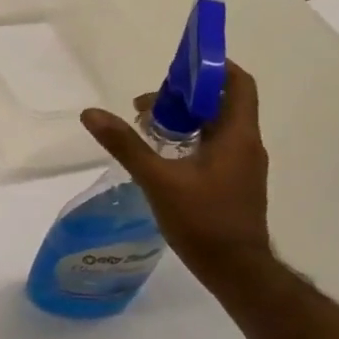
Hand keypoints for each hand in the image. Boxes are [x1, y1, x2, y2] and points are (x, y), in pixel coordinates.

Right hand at [81, 60, 271, 285]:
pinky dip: (191, 141)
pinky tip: (164, 157)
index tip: (177, 68)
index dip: (212, 67)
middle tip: (147, 106)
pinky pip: (216, 146)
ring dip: (186, 119)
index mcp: (237, 135)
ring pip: (217, 126)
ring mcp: (244, 165)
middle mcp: (246, 144)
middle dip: (185, 96)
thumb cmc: (202, 221)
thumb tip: (91, 113)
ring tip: (148, 128)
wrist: (237, 271)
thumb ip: (125, 144)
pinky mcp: (236, 183)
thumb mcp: (157, 180)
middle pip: (222, 103)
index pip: (237, 83)